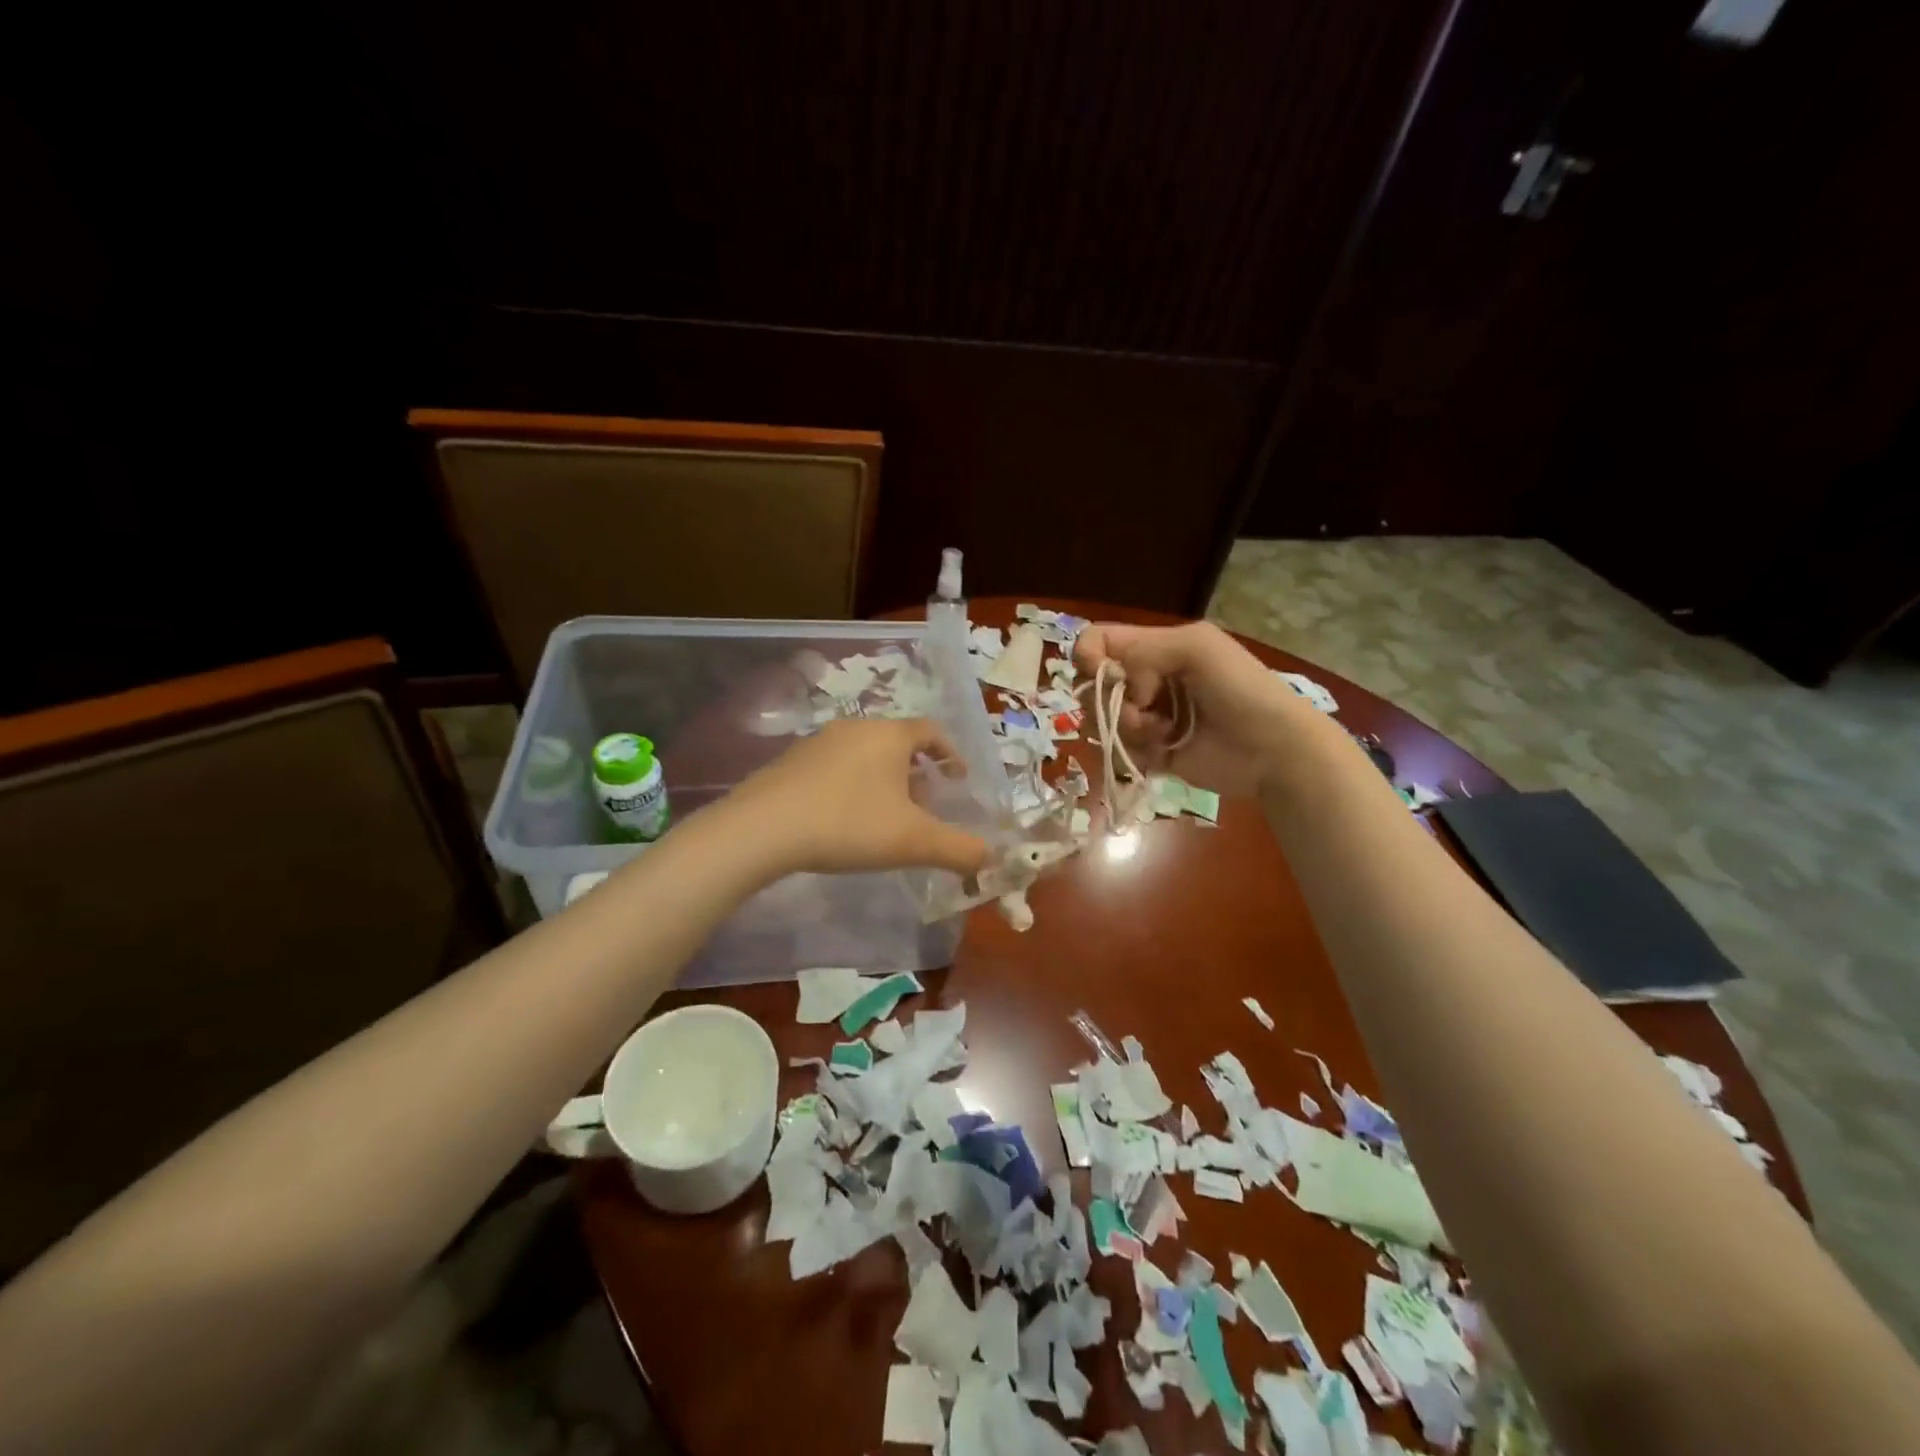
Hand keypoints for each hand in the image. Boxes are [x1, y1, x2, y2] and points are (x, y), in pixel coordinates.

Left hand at [724, 719, 992, 877]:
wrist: (762, 829)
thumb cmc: (849, 824)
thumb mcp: (913, 841)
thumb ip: (958, 849)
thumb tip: (990, 858)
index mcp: (889, 735)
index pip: (932, 731)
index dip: (951, 753)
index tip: (959, 779)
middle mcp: (855, 728)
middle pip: (898, 743)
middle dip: (918, 773)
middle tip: (925, 808)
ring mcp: (818, 742)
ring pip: (865, 755)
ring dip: (884, 781)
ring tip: (885, 818)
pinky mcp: (790, 762)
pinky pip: (835, 768)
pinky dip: (852, 787)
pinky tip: (843, 821)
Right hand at [1075, 621, 1313, 796]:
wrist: (1274, 749)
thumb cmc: (1240, 689)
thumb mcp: (1195, 648)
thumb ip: (1143, 649)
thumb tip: (1112, 680)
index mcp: (1155, 647)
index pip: (1098, 642)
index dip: (1088, 657)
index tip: (1100, 674)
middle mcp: (1145, 680)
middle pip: (1092, 684)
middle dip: (1108, 699)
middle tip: (1139, 710)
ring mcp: (1147, 718)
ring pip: (1102, 720)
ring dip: (1122, 728)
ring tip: (1157, 735)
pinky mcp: (1152, 753)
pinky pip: (1118, 751)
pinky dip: (1132, 752)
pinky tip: (1161, 752)